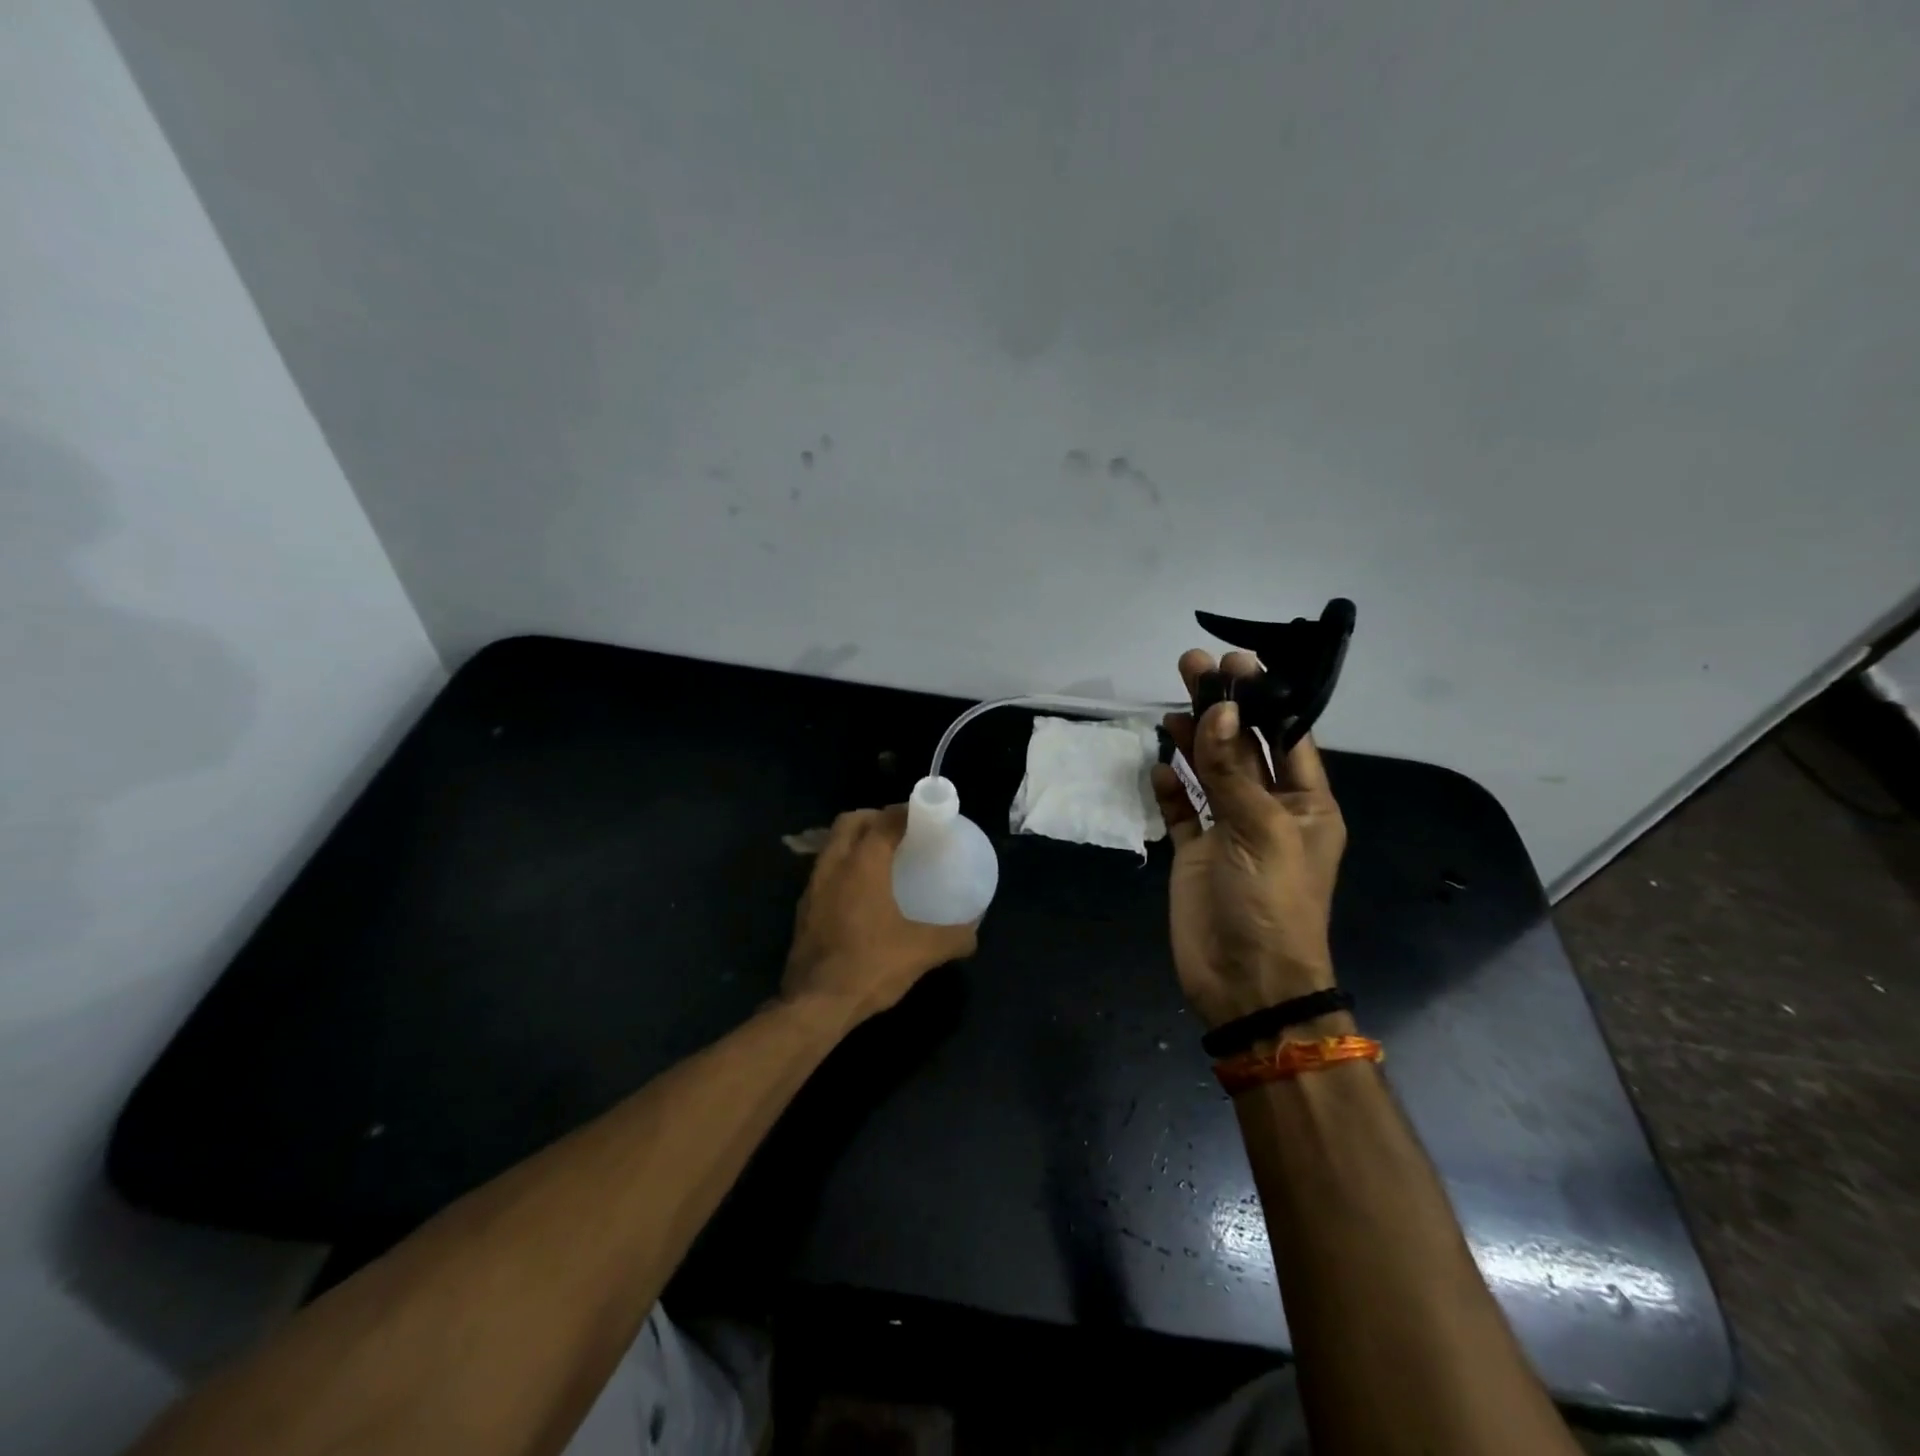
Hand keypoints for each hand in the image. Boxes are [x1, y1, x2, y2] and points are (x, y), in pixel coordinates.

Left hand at [783, 805, 978, 1024]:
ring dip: (855, 841)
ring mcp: (813, 888)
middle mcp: (833, 866)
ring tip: (883, 858)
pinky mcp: (804, 910)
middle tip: (901, 831)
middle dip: (874, 817)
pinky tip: (862, 894)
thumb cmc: (870, 966)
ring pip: (833, 846)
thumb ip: (953, 938)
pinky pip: (825, 872)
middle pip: (850, 822)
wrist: (814, 1005)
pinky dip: (844, 867)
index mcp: (862, 864)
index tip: (926, 815)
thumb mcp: (921, 952)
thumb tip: (974, 934)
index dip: (905, 811)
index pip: (884, 820)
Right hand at [1149, 649, 1346, 1028]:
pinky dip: (1172, 788)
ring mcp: (1229, 832)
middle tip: (1191, 665)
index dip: (1262, 699)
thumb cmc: (1269, 902)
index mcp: (1305, 804)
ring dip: (1192, 741)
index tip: (1236, 663)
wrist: (1246, 983)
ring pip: (1210, 774)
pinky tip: (1160, 767)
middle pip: (1242, 747)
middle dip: (1221, 708)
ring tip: (1170, 706)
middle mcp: (1269, 811)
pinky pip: (1183, 810)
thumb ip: (1232, 769)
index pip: (1285, 737)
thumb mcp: (1259, 830)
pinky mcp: (1195, 853)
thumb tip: (1217, 710)